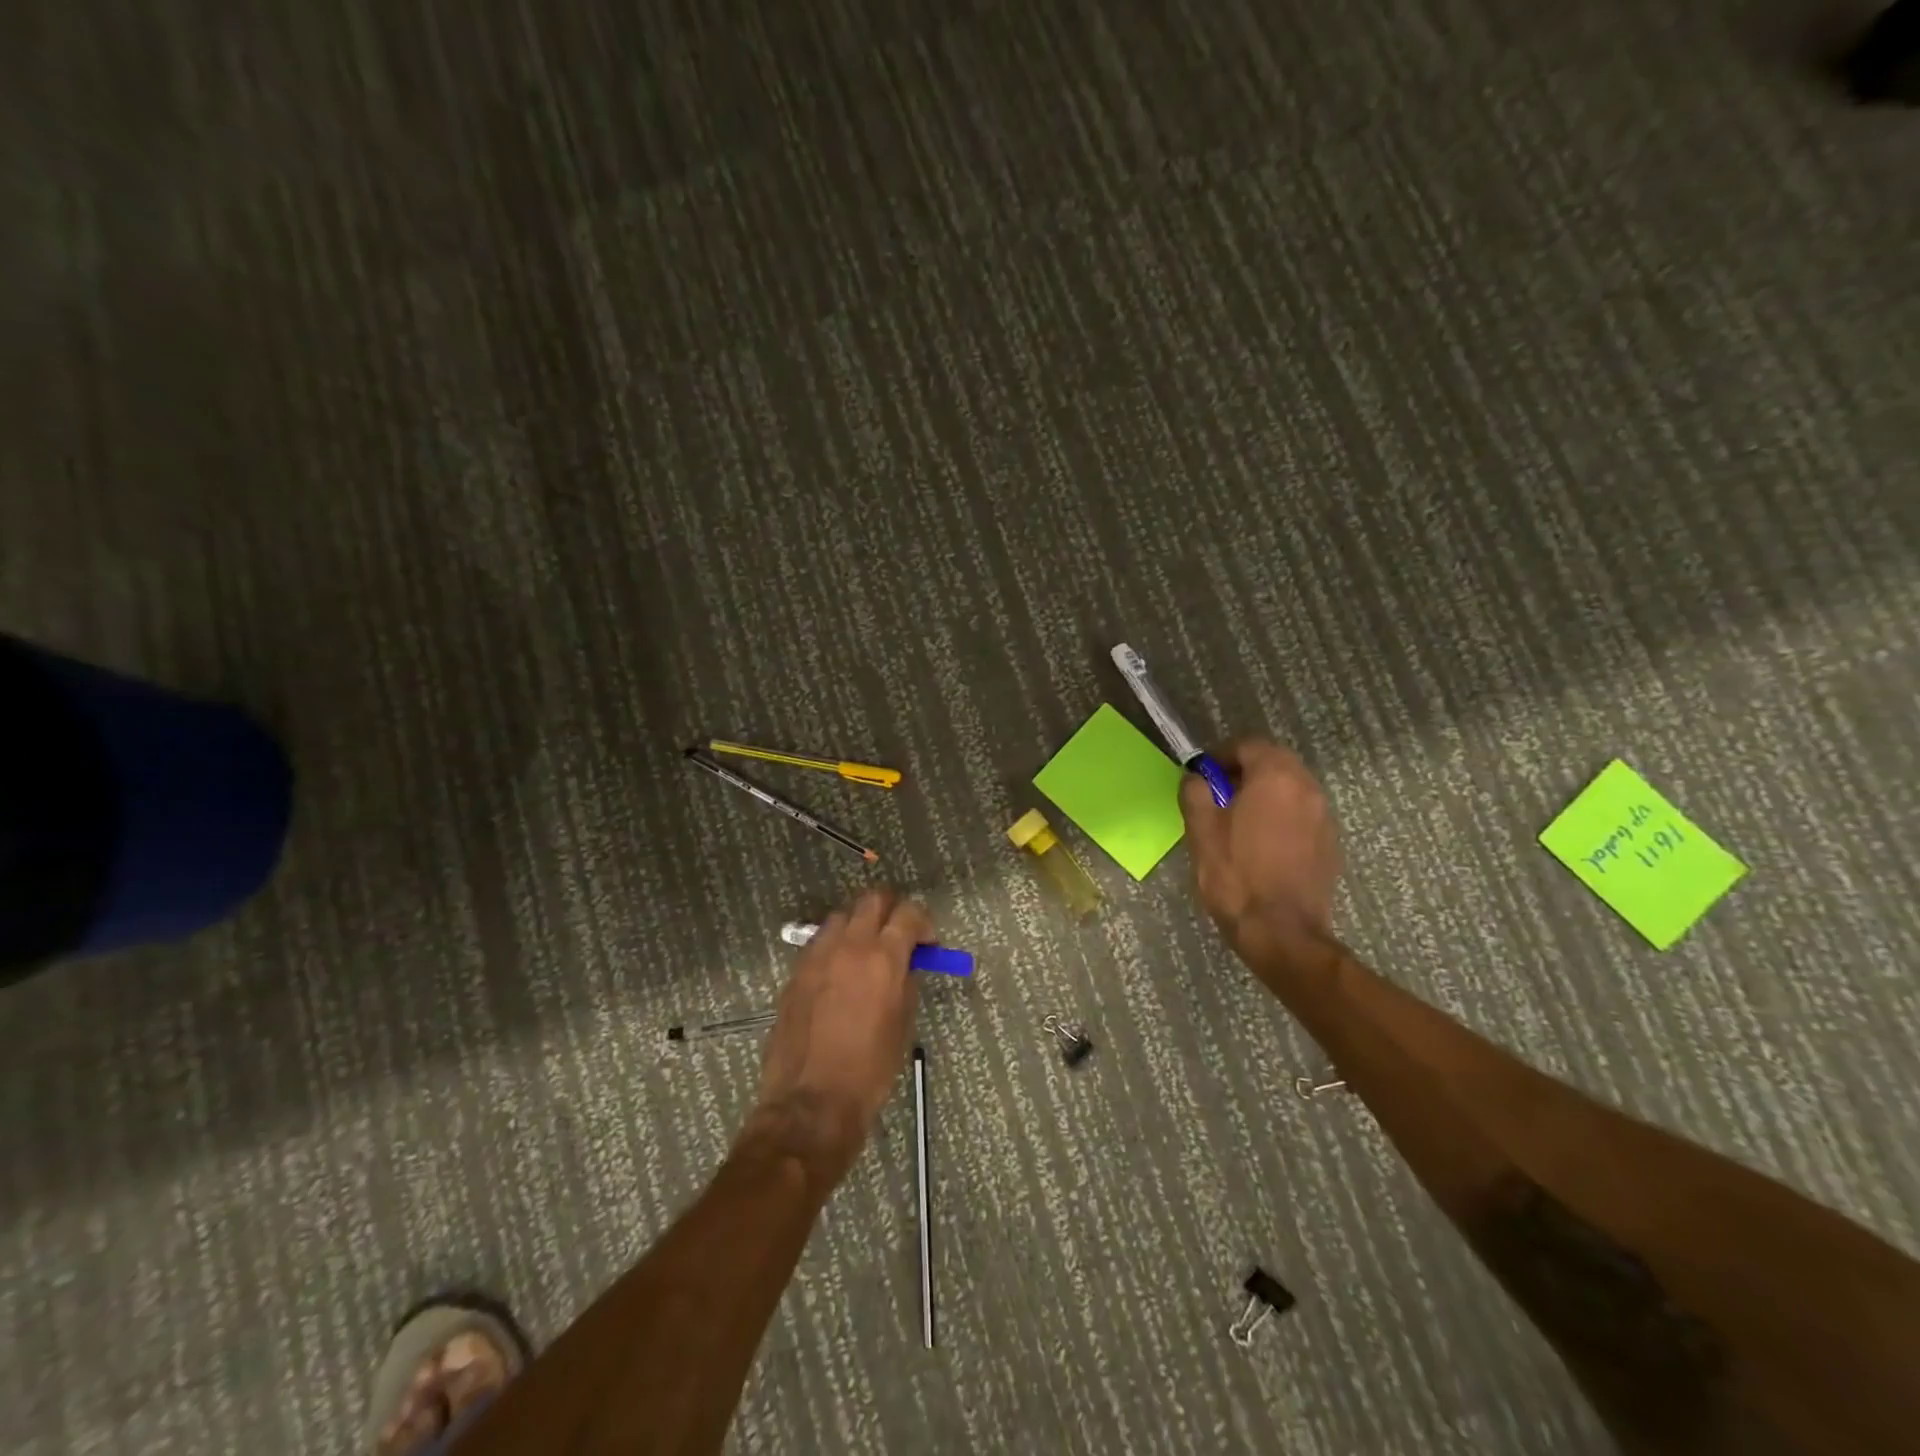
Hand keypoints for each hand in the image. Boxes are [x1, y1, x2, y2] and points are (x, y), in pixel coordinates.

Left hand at [738, 889, 929, 1185]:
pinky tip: (840, 972)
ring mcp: (817, 956)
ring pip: (842, 916)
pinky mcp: (796, 972)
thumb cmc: (870, 1071)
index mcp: (883, 958)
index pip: (908, 913)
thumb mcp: (902, 1024)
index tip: (927, 942)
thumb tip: (906, 964)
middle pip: (873, 900)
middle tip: (898, 934)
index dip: (923, 921)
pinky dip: (835, 945)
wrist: (811, 1103)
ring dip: (860, 924)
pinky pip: (820, 942)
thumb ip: (906, 982)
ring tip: (867, 952)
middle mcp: (849, 946)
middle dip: (891, 909)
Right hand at [1179, 739, 1341, 953]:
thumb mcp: (1201, 830)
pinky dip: (1282, 817)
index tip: (1203, 775)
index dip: (1221, 755)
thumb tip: (1196, 778)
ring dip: (1265, 794)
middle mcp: (1307, 788)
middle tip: (1218, 795)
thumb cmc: (1236, 875)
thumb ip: (1196, 793)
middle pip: (1275, 763)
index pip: (1249, 746)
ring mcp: (1324, 817)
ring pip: (1291, 789)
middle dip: (1245, 772)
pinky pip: (1302, 815)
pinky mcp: (1331, 844)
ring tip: (1238, 820)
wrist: (1281, 932)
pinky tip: (1262, 844)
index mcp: (1276, 777)